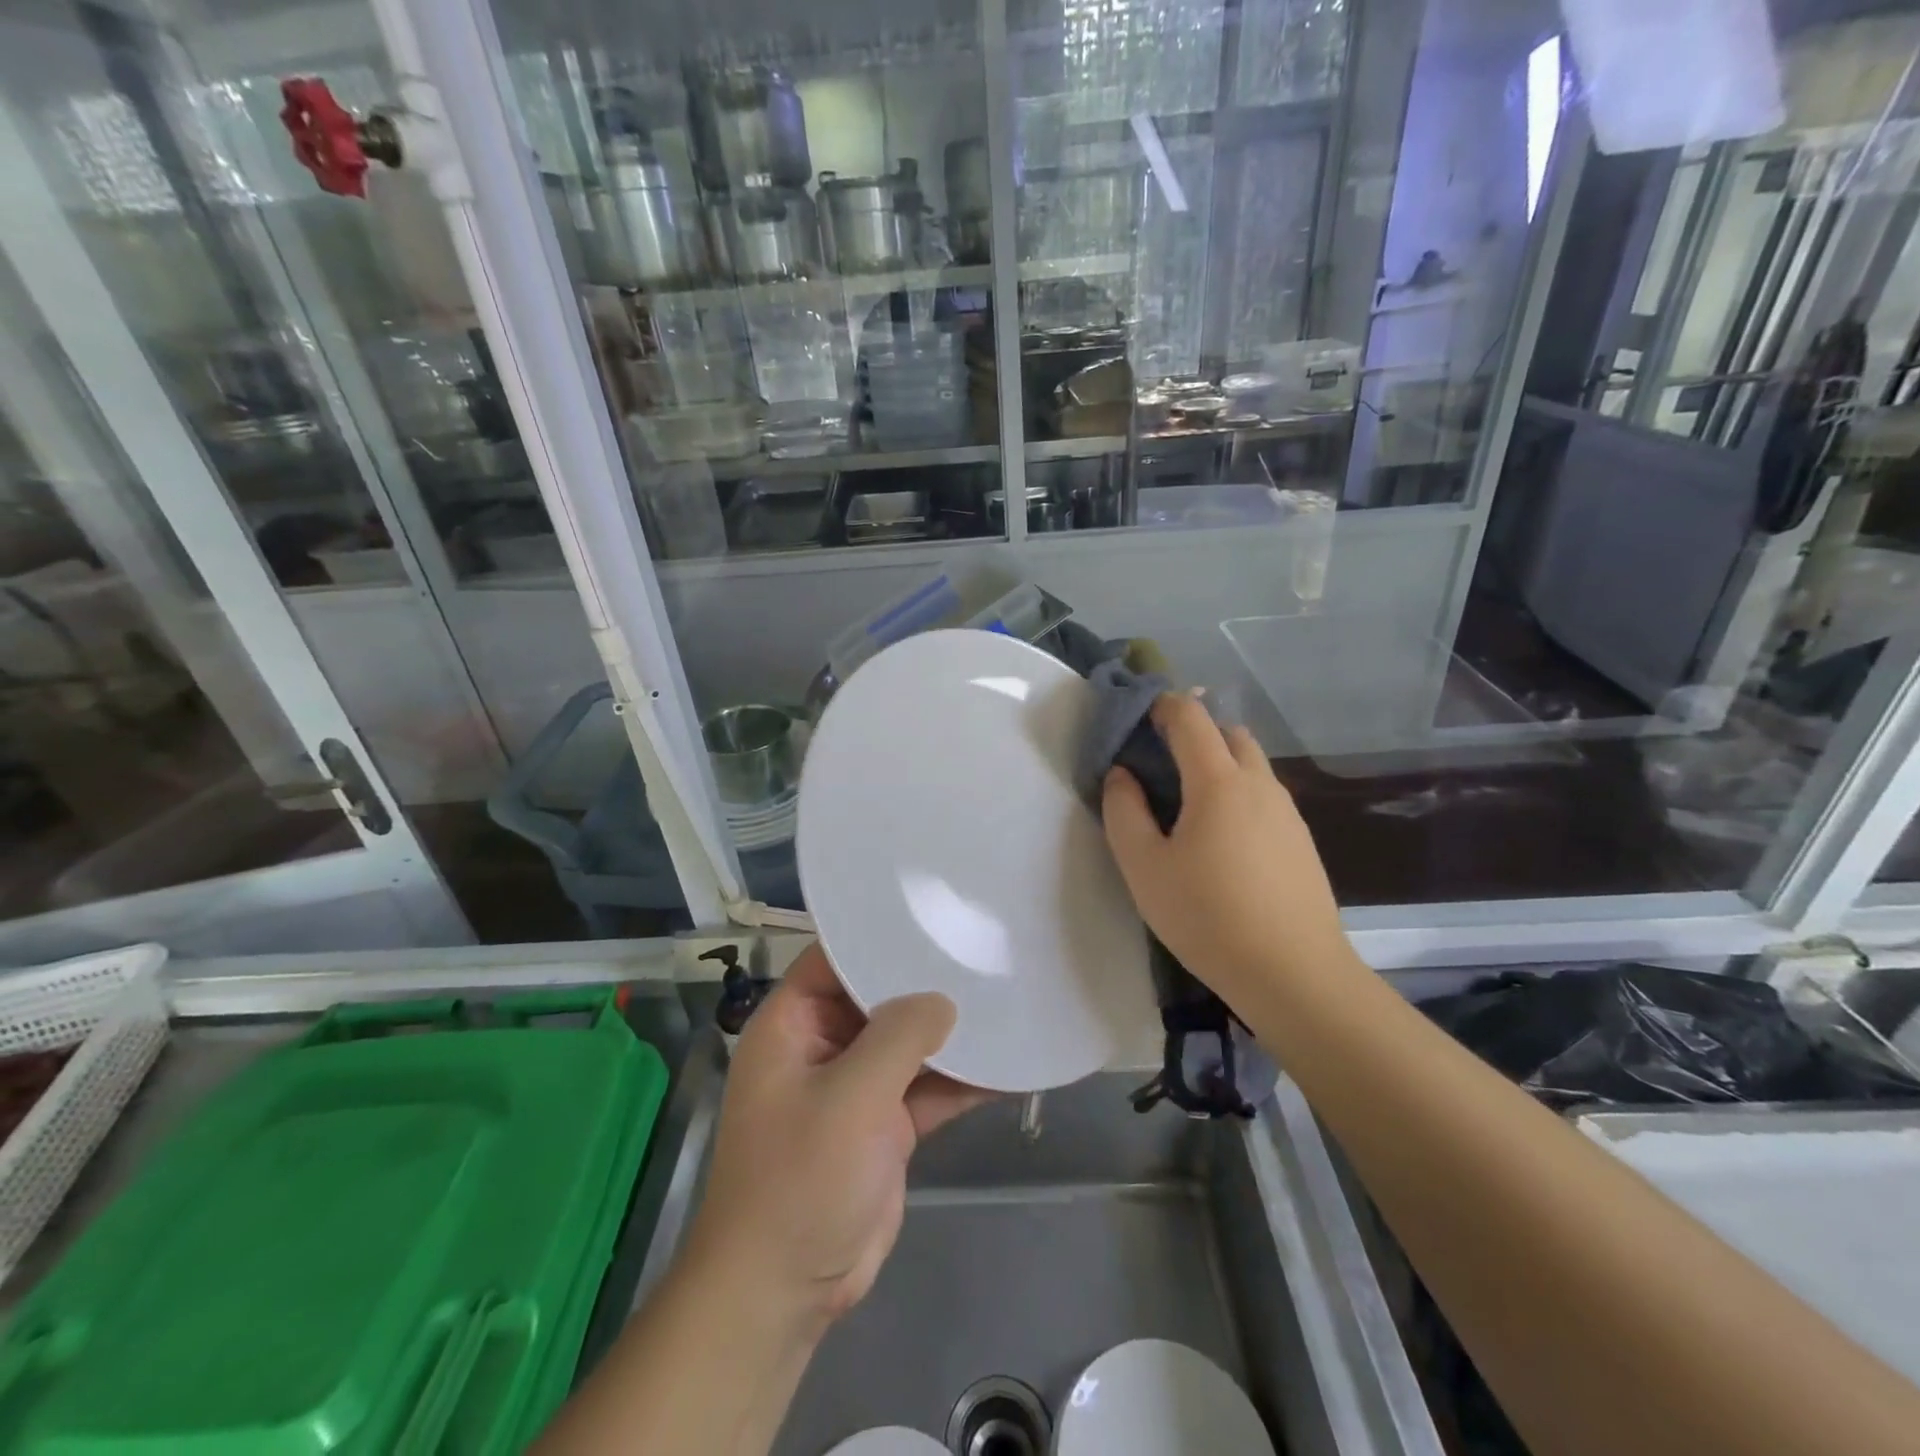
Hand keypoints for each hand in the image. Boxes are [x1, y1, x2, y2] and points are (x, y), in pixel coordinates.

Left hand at [686, 944, 991, 1334]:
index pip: (835, 957)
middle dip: (926, 980)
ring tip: (1004, 995)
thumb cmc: (800, 1179)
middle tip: (982, 948)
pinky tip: (1008, 1063)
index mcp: (793, 1024)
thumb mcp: (850, 1097)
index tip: (933, 914)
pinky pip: (926, 1088)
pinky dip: (961, 1079)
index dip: (878, 934)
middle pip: (879, 996)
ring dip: (950, 1032)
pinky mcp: (884, 1125)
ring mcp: (856, 1086)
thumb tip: (943, 1000)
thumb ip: (899, 1037)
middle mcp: (823, 1045)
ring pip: (908, 1043)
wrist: (785, 1292)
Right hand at [1101, 693, 1353, 1007]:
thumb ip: (1123, 812)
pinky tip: (1223, 840)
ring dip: (1219, 763)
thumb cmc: (1208, 917)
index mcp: (1218, 781)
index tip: (1139, 717)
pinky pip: (1264, 796)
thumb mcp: (1144, 867)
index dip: (1163, 705)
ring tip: (1188, 805)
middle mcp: (1259, 783)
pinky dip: (1239, 793)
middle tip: (1160, 763)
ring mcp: (1287, 812)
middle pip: (1228, 733)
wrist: (1294, 974)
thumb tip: (1122, 774)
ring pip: (1251, 764)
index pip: (1191, 718)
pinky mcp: (1301, 839)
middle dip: (1195, 732)